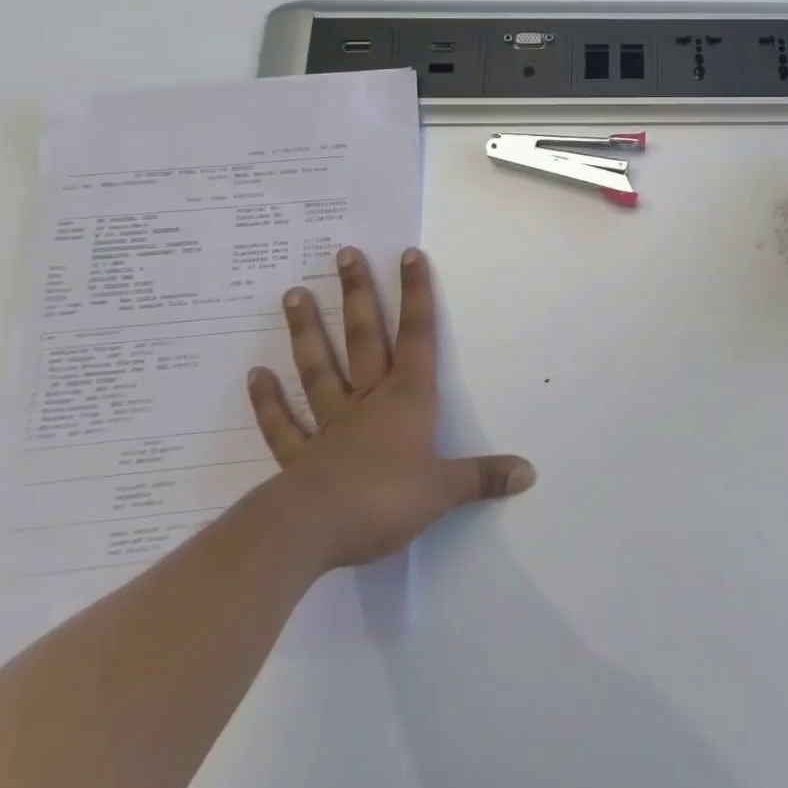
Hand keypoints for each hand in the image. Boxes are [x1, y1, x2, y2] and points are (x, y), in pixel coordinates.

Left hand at [247, 246, 534, 571]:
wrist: (311, 532)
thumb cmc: (384, 499)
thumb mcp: (444, 490)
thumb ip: (484, 476)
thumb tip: (530, 472)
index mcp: (407, 399)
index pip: (417, 336)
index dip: (417, 295)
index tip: (408, 255)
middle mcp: (368, 401)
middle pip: (364, 338)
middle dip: (358, 295)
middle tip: (344, 255)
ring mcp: (330, 426)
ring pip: (319, 368)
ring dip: (307, 332)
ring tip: (293, 293)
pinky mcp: (300, 458)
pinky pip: (284, 425)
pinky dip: (269, 401)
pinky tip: (257, 374)